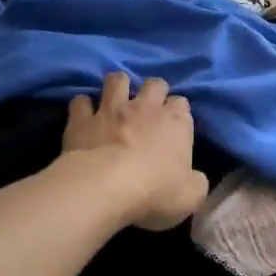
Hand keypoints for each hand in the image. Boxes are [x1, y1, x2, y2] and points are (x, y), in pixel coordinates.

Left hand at [61, 72, 209, 231]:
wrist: (105, 187)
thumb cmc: (155, 190)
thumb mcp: (190, 195)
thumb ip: (195, 182)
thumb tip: (194, 179)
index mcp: (176, 121)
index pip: (182, 103)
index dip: (178, 112)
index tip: (174, 127)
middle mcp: (145, 107)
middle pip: (154, 83)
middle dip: (153, 91)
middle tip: (148, 109)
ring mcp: (111, 109)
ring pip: (117, 80)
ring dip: (117, 87)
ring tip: (115, 100)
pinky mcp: (82, 119)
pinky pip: (80, 102)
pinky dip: (82, 107)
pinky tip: (83, 116)